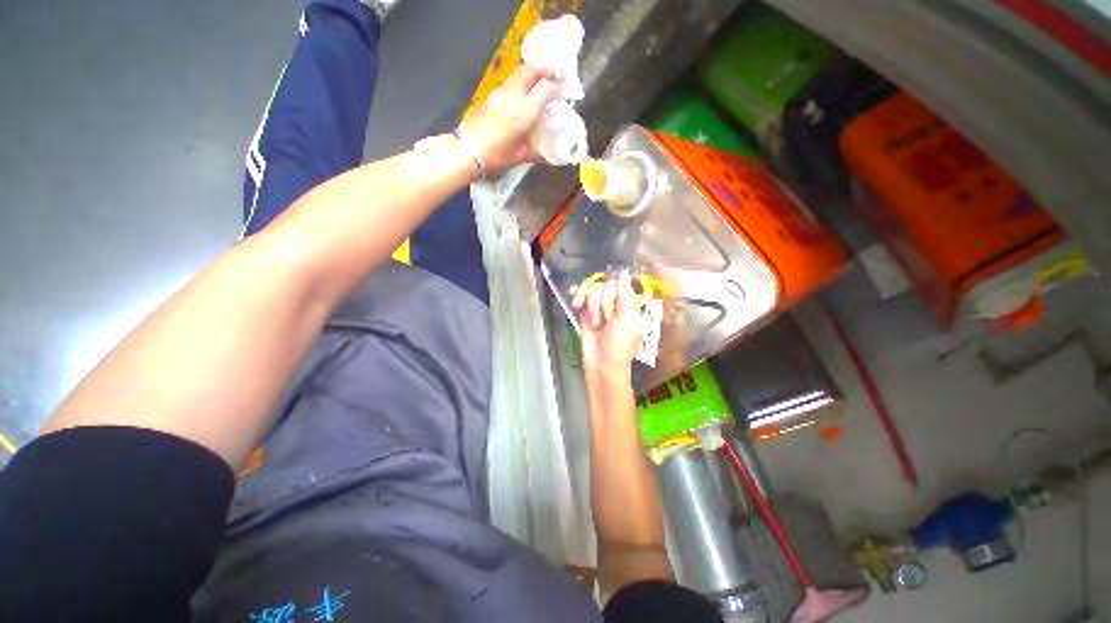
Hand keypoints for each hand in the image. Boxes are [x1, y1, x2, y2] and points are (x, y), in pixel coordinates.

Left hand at [458, 64, 561, 175]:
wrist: (466, 151)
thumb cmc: (495, 157)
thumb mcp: (520, 157)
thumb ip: (536, 152)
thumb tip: (547, 153)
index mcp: (523, 113)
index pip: (545, 89)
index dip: (556, 89)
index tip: (561, 96)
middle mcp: (512, 97)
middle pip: (530, 70)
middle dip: (545, 70)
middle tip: (554, 78)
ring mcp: (499, 94)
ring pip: (519, 73)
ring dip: (532, 74)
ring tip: (540, 85)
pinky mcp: (491, 96)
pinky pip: (510, 82)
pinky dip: (521, 83)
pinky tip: (524, 96)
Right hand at [570, 271, 644, 377]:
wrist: (602, 364)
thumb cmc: (620, 345)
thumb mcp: (629, 321)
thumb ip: (626, 296)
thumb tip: (623, 273)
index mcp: (629, 304)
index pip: (620, 284)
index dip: (613, 292)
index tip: (612, 307)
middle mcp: (614, 303)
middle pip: (604, 285)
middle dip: (602, 302)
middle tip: (604, 319)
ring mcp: (598, 307)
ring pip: (592, 289)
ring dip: (590, 303)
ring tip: (593, 320)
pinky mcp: (585, 312)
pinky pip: (581, 295)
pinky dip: (577, 293)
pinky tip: (574, 299)